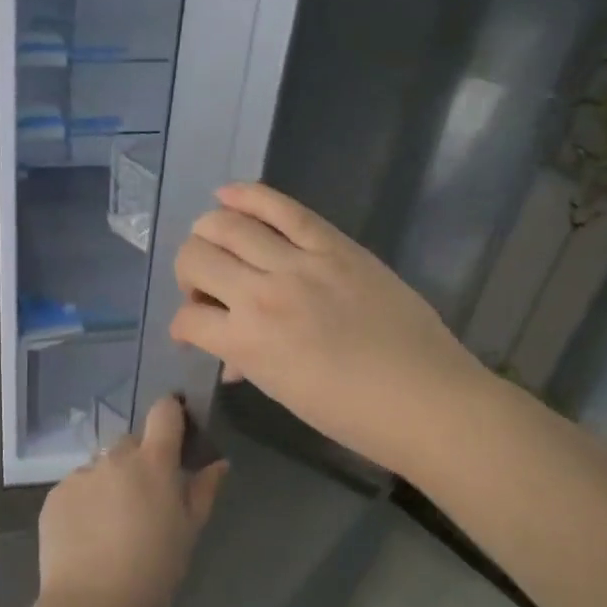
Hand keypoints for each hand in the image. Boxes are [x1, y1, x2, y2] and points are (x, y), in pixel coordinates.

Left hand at [38, 396, 228, 606]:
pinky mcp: (54, 496)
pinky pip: (76, 488)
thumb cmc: (153, 569)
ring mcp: (80, 475)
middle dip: (139, 461)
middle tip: (144, 499)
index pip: (164, 412)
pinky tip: (88, 536)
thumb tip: (218, 463)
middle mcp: (114, 458)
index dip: (171, 414)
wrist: (92, 604)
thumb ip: (204, 490)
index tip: (176, 433)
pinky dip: (84, 503)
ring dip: (109, 483)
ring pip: (101, 467)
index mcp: (153, 462)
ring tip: (111, 525)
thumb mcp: (189, 531)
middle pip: (130, 443)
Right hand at [168, 181, 487, 478]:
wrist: (424, 397)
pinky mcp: (333, 244)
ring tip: (216, 243)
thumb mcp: (283, 392)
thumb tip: (231, 358)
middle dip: (188, 273)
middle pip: (195, 258)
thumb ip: (247, 363)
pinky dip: (246, 196)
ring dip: (208, 233)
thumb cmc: (350, 413)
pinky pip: (281, 207)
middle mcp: (260, 295)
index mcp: (246, 342)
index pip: (186, 319)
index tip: (194, 330)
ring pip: (226, 225)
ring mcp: (298, 263)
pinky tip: (227, 194)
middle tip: (208, 287)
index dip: (182, 325)